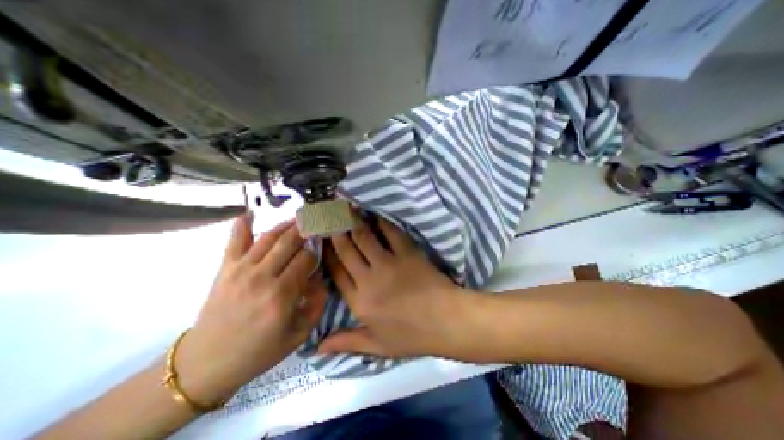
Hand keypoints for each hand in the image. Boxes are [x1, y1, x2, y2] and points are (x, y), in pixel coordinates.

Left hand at [177, 215, 323, 403]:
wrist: (208, 363)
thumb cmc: (260, 350)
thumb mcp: (299, 333)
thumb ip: (317, 303)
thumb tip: (320, 278)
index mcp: (282, 295)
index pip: (306, 259)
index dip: (316, 252)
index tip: (320, 251)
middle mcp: (262, 277)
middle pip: (290, 242)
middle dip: (306, 231)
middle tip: (315, 224)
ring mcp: (241, 270)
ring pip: (269, 237)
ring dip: (286, 225)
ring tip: (298, 218)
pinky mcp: (225, 269)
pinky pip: (235, 241)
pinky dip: (242, 224)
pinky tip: (250, 212)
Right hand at [314, 217, 470, 360]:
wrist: (446, 321)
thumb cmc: (412, 336)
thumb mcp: (377, 346)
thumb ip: (347, 342)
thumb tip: (317, 348)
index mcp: (359, 302)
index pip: (336, 272)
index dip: (327, 254)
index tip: (321, 240)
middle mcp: (369, 279)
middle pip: (346, 250)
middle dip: (335, 231)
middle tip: (328, 215)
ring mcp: (389, 263)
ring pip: (364, 237)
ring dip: (353, 221)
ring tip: (344, 208)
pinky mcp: (407, 253)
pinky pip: (391, 233)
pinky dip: (381, 222)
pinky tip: (374, 213)